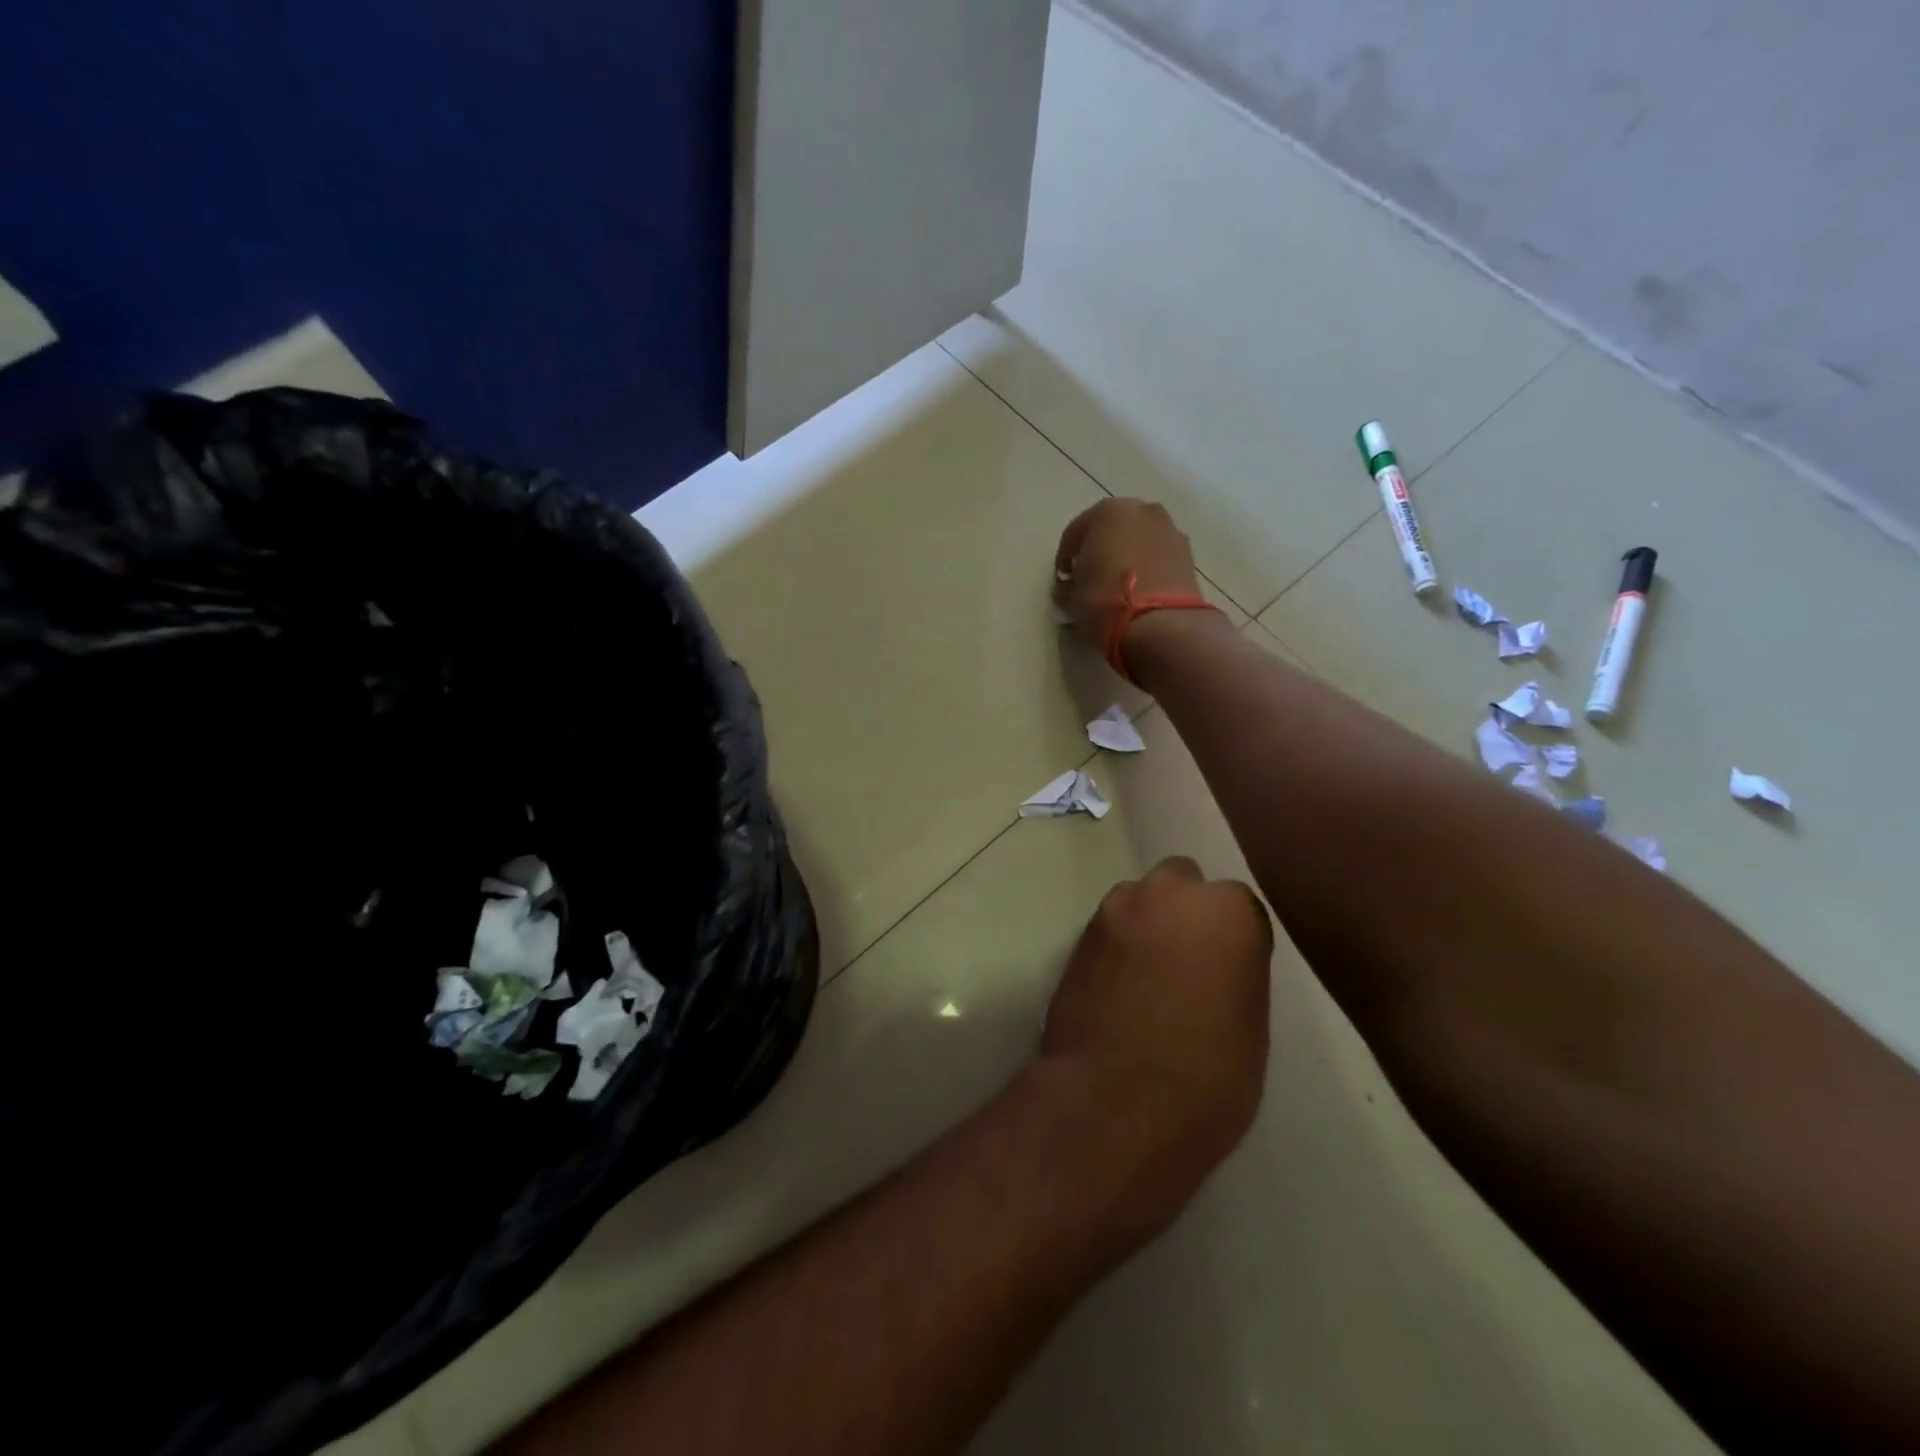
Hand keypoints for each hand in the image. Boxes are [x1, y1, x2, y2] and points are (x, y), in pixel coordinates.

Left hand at [1041, 857, 1273, 1234]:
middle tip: (1187, 962)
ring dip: (1145, 925)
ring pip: (1137, 901)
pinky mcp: (1076, 937)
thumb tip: (1215, 963)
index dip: (1234, 940)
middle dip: (1184, 910)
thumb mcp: (1249, 1024)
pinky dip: (1116, 949)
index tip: (1231, 971)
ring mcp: (1114, 911)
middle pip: (1181, 883)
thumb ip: (1234, 972)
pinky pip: (1107, 931)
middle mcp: (1166, 893)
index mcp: (1225, 910)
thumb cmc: (1207, 1074)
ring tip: (1147, 978)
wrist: (1114, 1102)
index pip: (1238, 906)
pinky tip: (1118, 989)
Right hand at [1052, 499, 1202, 654]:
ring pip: (1140, 541)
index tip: (1063, 577)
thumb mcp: (1072, 597)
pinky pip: (1159, 558)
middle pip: (1113, 529)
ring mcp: (1171, 531)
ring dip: (1127, 557)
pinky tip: (1140, 592)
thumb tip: (1069, 588)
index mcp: (1109, 512)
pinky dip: (1148, 568)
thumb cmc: (1106, 602)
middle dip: (1100, 549)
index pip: (1077, 531)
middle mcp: (1143, 512)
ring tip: (1118, 586)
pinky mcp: (1189, 556)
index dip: (1066, 556)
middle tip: (1090, 576)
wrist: (1161, 625)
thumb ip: (1068, 586)